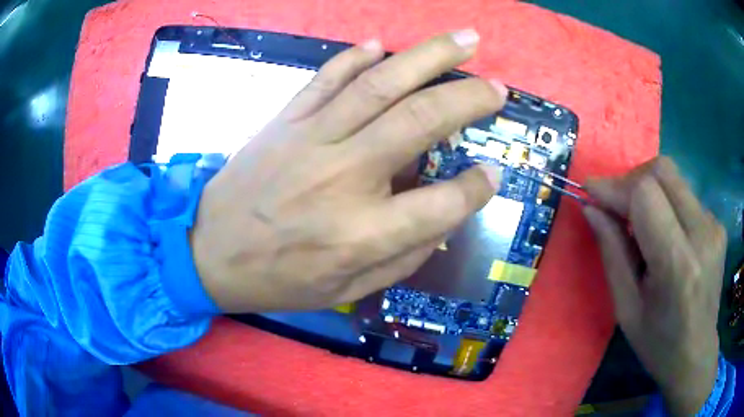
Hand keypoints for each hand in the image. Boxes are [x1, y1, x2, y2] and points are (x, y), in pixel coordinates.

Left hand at [190, 30, 506, 312]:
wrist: (209, 252)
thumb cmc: (278, 280)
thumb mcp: (347, 291)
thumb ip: (403, 257)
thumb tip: (443, 219)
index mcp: (362, 234)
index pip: (443, 202)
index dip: (477, 187)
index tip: (492, 172)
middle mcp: (343, 178)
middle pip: (421, 122)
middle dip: (469, 99)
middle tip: (497, 87)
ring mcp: (310, 140)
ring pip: (381, 85)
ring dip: (429, 58)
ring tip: (465, 41)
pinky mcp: (284, 122)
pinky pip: (325, 79)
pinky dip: (355, 57)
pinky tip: (380, 44)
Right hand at [583, 157, 725, 415]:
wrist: (695, 354)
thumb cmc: (658, 342)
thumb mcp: (626, 308)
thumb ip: (612, 252)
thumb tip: (591, 208)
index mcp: (678, 264)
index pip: (646, 194)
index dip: (615, 186)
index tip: (590, 191)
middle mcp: (702, 234)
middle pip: (662, 170)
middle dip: (632, 180)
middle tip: (616, 206)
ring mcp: (714, 226)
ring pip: (674, 178)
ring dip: (649, 190)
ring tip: (639, 223)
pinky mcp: (718, 224)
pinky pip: (685, 196)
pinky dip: (666, 204)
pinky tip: (664, 234)